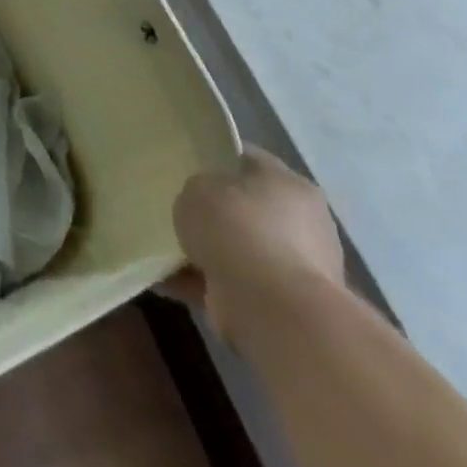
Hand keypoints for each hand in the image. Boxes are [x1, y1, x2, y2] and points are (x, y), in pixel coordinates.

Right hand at [165, 149, 345, 348]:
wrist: (273, 309)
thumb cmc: (238, 230)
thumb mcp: (199, 188)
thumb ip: (198, 188)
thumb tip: (202, 203)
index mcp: (289, 185)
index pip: (248, 159)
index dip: (215, 157)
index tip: (185, 163)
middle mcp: (302, 224)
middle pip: (246, 208)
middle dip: (213, 212)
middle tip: (177, 208)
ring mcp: (295, 269)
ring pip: (238, 250)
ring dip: (207, 252)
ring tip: (165, 248)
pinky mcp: (281, 306)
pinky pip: (231, 285)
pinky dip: (201, 283)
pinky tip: (166, 279)